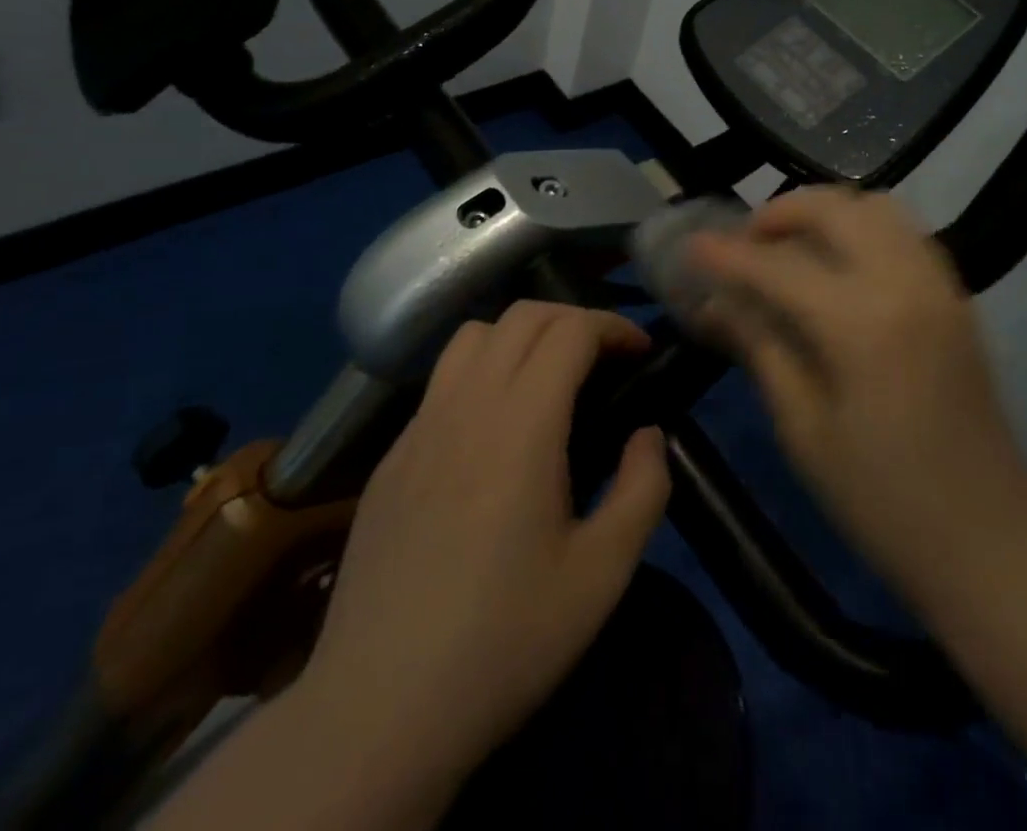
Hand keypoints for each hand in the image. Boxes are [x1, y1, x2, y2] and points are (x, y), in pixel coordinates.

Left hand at [296, 301, 670, 797]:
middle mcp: (466, 406)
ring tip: (549, 377)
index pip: (568, 330)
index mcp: (521, 427)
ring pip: (473, 336)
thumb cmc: (504, 640)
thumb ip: (643, 489)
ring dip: (522, 335)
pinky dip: (481, 370)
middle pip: (522, 316)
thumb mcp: (602, 575)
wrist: (379, 710)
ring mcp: (419, 428)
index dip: (612, 326)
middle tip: (606, 359)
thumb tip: (647, 434)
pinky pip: (441, 381)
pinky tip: (494, 428)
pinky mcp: (390, 457)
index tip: (640, 351)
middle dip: (574, 319)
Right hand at [685, 187, 1026, 610]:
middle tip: (745, 243)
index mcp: (862, 323)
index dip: (727, 255)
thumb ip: (761, 349)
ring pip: (876, 208)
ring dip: (825, 213)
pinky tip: (838, 266)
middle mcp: (905, 283)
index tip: (691, 246)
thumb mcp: (804, 430)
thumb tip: (717, 303)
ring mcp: (938, 285)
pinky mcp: (956, 298)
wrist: (990, 542)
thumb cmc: (883, 502)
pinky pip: (904, 233)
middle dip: (781, 212)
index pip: (778, 266)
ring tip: (789, 247)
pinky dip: (862, 229)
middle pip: (835, 209)